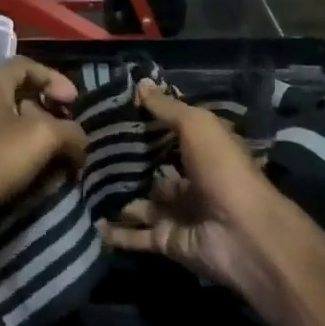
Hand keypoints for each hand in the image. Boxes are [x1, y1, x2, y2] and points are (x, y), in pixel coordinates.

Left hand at [0, 58, 85, 251]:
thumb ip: (69, 132)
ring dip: (36, 144)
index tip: (75, 104)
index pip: (29, 66)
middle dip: (49, 116)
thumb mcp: (40, 138)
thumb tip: (79, 141)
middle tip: (69, 140)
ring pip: (9, 127)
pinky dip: (16, 161)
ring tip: (56, 166)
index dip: (56, 80)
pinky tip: (30, 182)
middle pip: (20, 96)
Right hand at [99, 81, 286, 302]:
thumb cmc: (222, 170)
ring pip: (142, 204)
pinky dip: (117, 232)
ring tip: (84, 184)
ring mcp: (179, 214)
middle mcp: (193, 182)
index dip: (147, 125)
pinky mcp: (167, 241)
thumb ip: (167, 108)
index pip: (172, 137)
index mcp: (205, 153)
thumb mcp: (196, 126)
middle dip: (127, 164)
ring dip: (118, 197)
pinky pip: (137, 236)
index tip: (113, 114)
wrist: (241, 233)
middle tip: (88, 150)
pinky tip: (93, 222)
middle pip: (154, 172)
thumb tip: (140, 84)